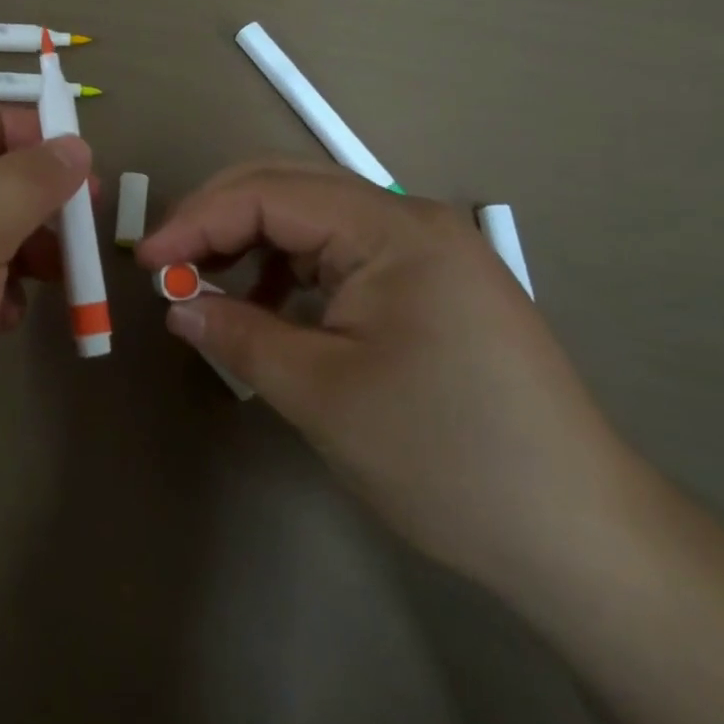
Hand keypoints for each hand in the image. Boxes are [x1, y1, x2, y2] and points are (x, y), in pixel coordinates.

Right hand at [136, 160, 645, 592]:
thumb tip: (178, 306)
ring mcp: (426, 251)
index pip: (269, 194)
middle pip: (291, 188)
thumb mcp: (322, 394)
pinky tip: (268, 304)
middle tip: (167, 263)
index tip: (145, 263)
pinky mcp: (430, 285)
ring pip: (314, 218)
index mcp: (393, 229)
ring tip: (207, 285)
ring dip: (251, 240)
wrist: (578, 534)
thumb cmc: (445, 456)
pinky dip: (289, 269)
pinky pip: (340, 253)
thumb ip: (239, 335)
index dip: (197, 220)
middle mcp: (412, 221)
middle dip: (218, 217)